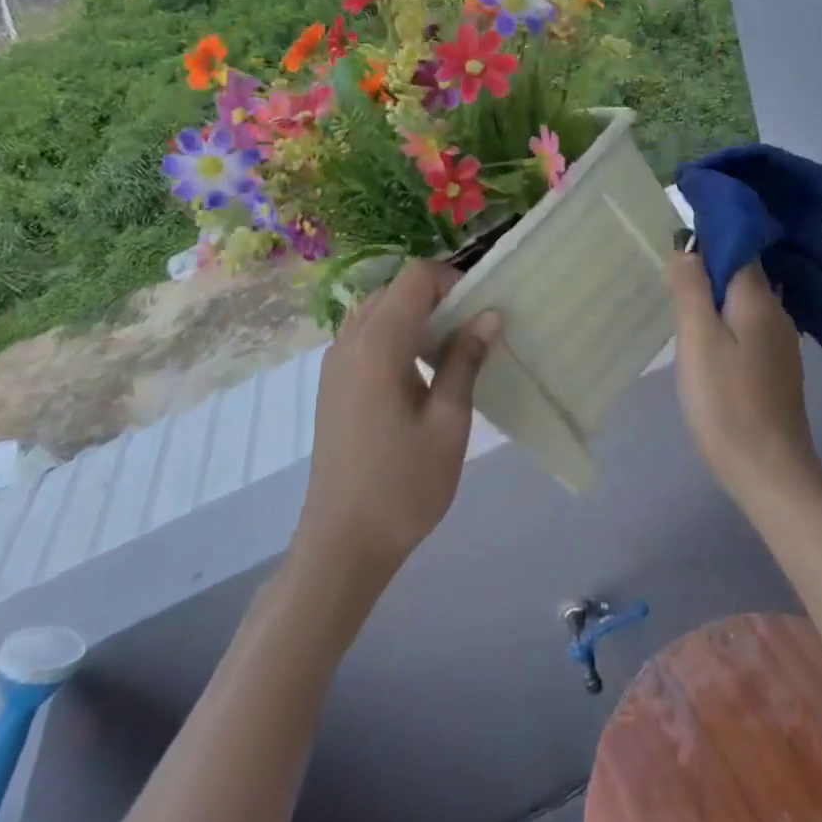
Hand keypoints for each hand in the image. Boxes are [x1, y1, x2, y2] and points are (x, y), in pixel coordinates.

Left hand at [296, 261, 500, 579]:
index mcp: (378, 344)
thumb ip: (465, 360)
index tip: (480, 310)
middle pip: (395, 288)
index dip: (452, 280)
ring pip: (378, 309)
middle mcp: (350, 341)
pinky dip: (395, 333)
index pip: (415, 277)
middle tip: (471, 329)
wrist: (341, 544)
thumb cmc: (403, 486)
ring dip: (415, 314)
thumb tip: (489, 314)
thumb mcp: (449, 423)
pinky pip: (365, 334)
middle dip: (436, 295)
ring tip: (448, 350)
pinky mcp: (332, 382)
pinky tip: (418, 372)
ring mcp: (335, 361)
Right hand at [667, 251, 821, 508]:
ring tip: (681, 311)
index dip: (707, 238)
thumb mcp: (698, 340)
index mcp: (758, 299)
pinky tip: (706, 345)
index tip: (675, 245)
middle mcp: (776, 312)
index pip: (737, 246)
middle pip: (741, 273)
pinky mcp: (777, 368)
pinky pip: (748, 327)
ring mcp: (780, 342)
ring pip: (744, 302)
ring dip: (715, 298)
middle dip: (707, 269)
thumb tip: (686, 245)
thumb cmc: (726, 403)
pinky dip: (726, 323)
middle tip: (669, 282)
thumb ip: (691, 288)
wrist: (770, 473)